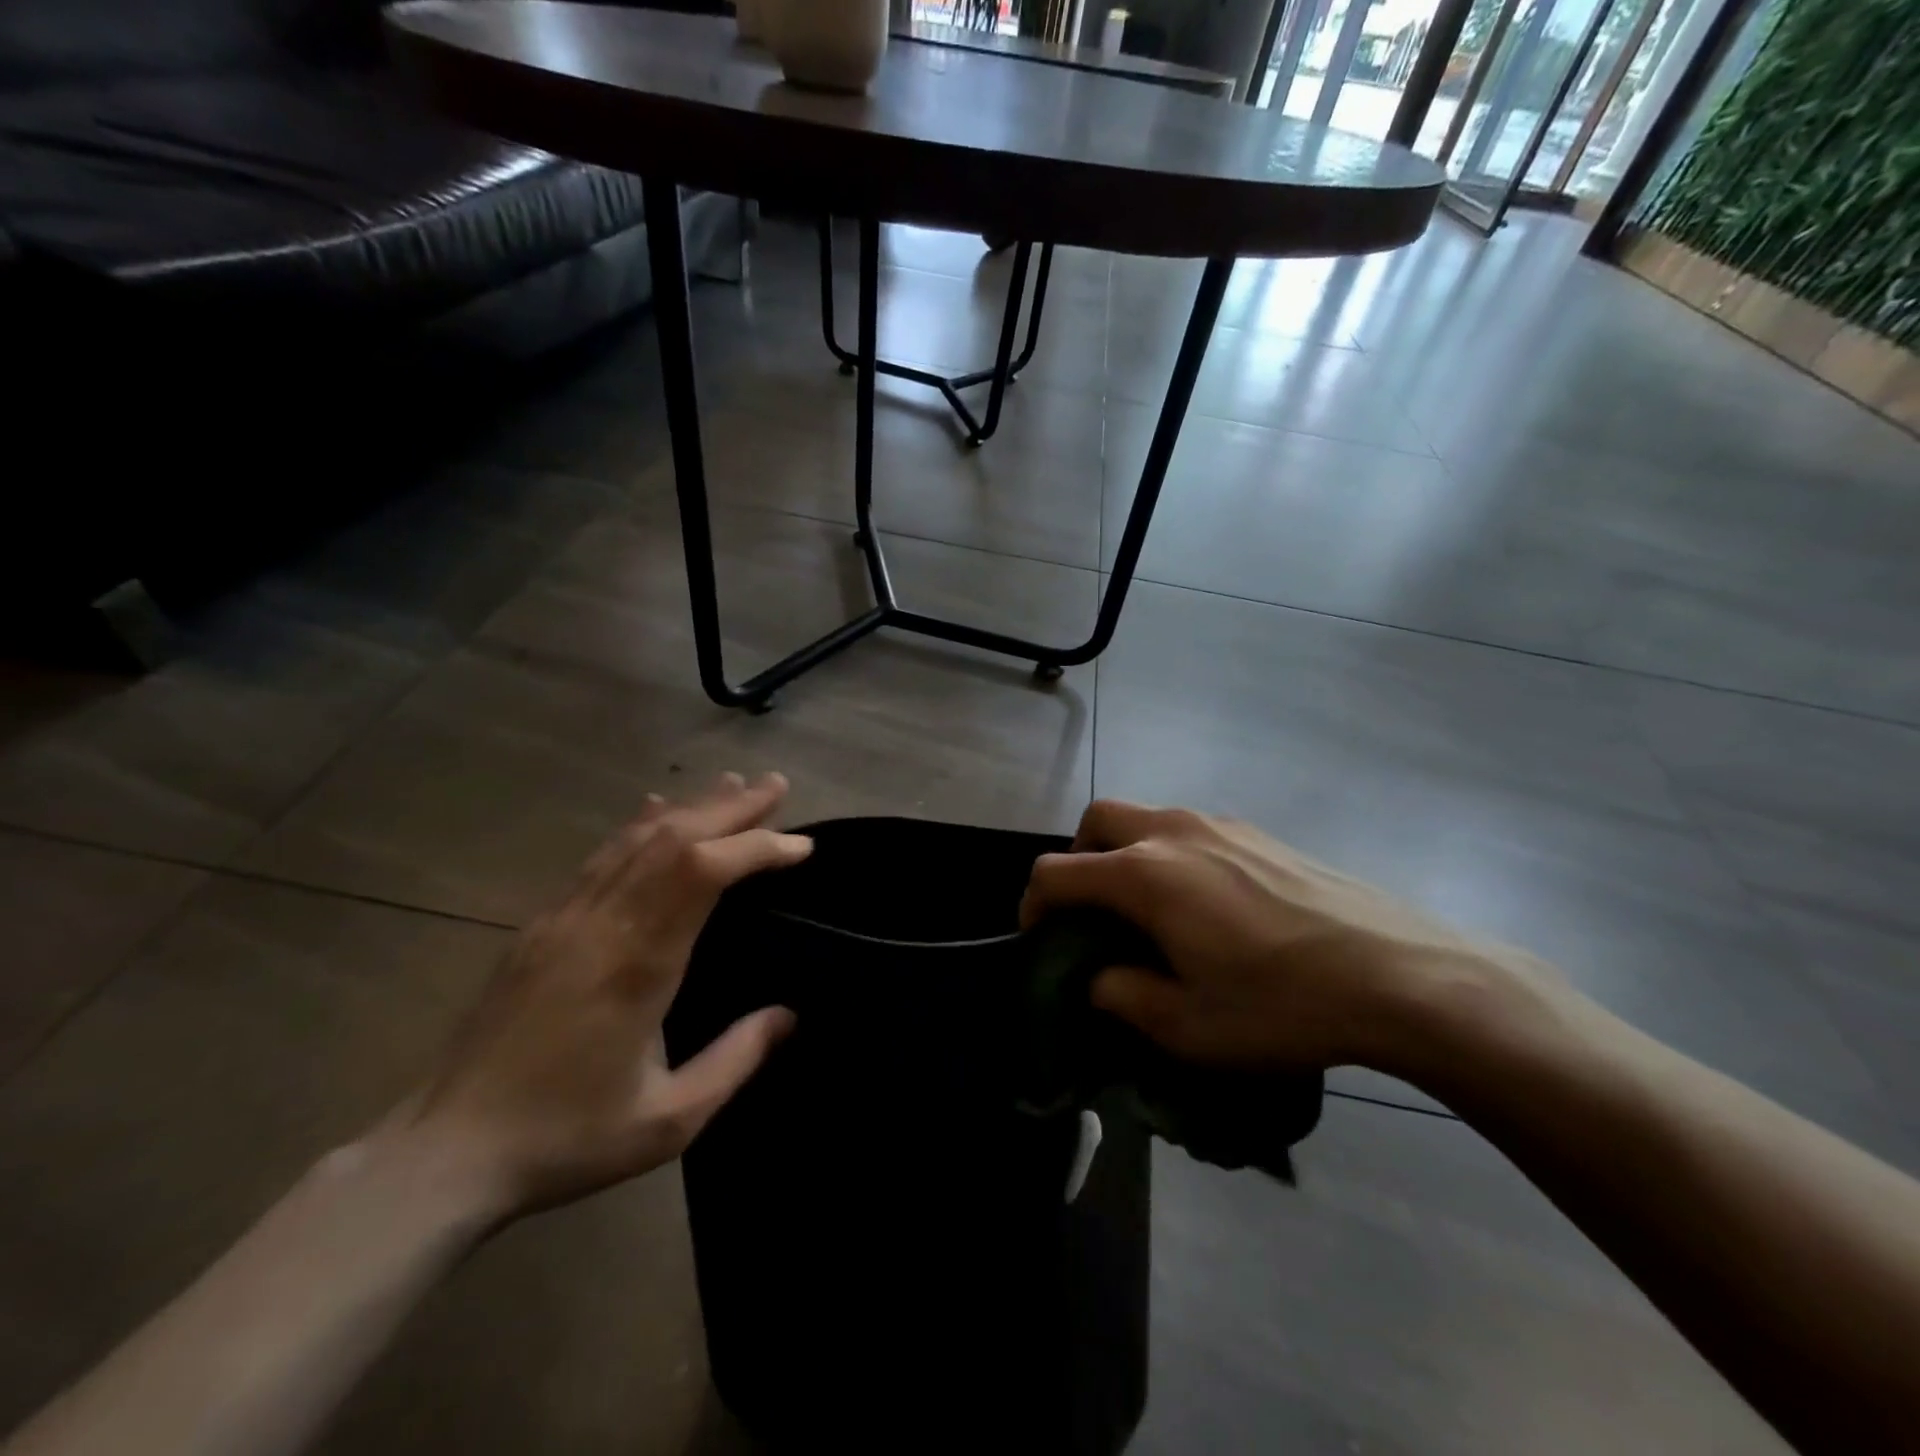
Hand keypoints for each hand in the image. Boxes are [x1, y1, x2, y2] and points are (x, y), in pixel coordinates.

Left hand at [400, 772, 811, 1220]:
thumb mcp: (669, 1120)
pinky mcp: (542, 925)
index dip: (758, 848)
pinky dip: (636, 826)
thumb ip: (736, 1060)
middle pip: (675, 839)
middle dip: (731, 808)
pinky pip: (600, 857)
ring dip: (690, 808)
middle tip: (776, 785)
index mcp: (638, 963)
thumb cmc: (567, 1137)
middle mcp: (602, 923)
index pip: (705, 872)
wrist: (445, 1155)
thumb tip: (789, 1015)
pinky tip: (653, 809)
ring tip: (731, 784)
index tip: (801, 846)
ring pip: (636, 839)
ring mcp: (566, 918)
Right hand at [1021, 800, 1548, 1073]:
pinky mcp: (1260, 833)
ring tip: (1149, 910)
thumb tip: (1098, 979)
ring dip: (1125, 852)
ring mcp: (1221, 825)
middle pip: (1096, 821)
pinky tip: (1207, 905)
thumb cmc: (1282, 1005)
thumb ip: (1123, 996)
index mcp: (1145, 875)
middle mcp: (1174, 833)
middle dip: (1077, 859)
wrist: (1401, 975)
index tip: (1039, 937)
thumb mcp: (1187, 1026)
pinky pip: (1191, 829)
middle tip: (1090, 910)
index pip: (1057, 872)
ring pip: (1146, 818)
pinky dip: (1170, 854)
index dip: (1033, 904)